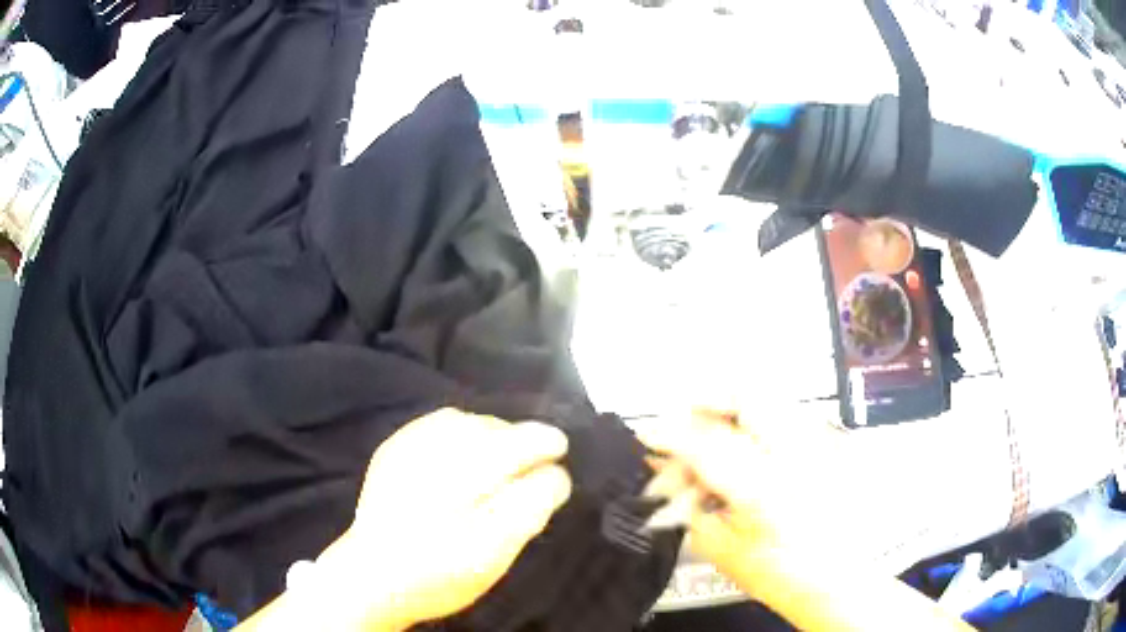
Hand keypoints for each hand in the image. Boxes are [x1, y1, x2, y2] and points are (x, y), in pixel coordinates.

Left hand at [319, 408, 571, 629]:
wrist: (373, 576)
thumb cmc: (437, 573)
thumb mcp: (494, 553)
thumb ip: (528, 510)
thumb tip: (554, 476)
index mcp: (463, 481)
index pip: (518, 446)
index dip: (545, 444)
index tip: (559, 451)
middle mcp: (434, 453)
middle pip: (493, 430)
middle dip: (519, 440)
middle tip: (532, 463)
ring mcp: (408, 448)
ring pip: (465, 423)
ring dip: (491, 434)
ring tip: (501, 457)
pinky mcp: (392, 450)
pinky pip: (437, 425)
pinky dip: (461, 432)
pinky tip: (464, 455)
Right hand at [636, 409, 842, 575]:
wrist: (837, 581)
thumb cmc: (781, 575)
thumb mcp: (722, 547)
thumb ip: (689, 505)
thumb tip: (667, 472)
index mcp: (766, 487)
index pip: (707, 441)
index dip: (670, 434)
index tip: (648, 435)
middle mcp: (799, 453)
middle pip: (746, 394)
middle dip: (706, 402)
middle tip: (683, 424)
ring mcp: (818, 444)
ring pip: (766, 400)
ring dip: (729, 416)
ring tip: (711, 446)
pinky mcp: (827, 445)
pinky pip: (782, 419)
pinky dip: (754, 428)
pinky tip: (741, 456)